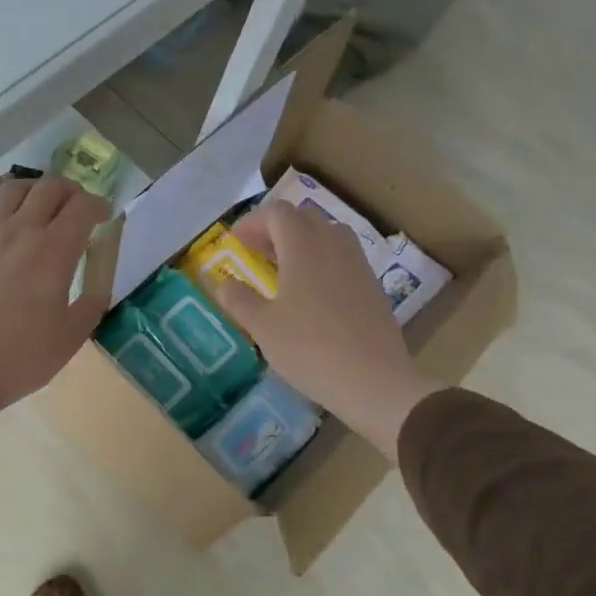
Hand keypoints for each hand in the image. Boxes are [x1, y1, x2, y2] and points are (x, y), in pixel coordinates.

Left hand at [0, 176, 111, 442]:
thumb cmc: (20, 358)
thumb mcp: (71, 337)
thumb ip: (92, 302)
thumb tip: (98, 282)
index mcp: (53, 251)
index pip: (82, 206)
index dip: (99, 205)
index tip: (104, 216)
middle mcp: (20, 231)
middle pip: (49, 187)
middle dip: (71, 190)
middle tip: (77, 208)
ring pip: (13, 189)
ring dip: (36, 190)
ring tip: (42, 207)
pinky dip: (7, 212)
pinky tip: (9, 235)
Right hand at [211, 199, 442, 456]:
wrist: (374, 382)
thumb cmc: (310, 349)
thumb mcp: (263, 327)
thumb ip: (238, 299)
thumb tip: (221, 282)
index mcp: (304, 248)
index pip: (278, 213)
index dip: (253, 222)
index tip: (236, 243)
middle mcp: (334, 246)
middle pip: (304, 217)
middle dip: (276, 228)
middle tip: (257, 252)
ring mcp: (358, 265)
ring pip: (328, 234)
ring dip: (302, 242)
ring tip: (284, 269)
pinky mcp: (372, 287)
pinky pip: (343, 257)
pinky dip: (322, 260)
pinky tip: (312, 293)